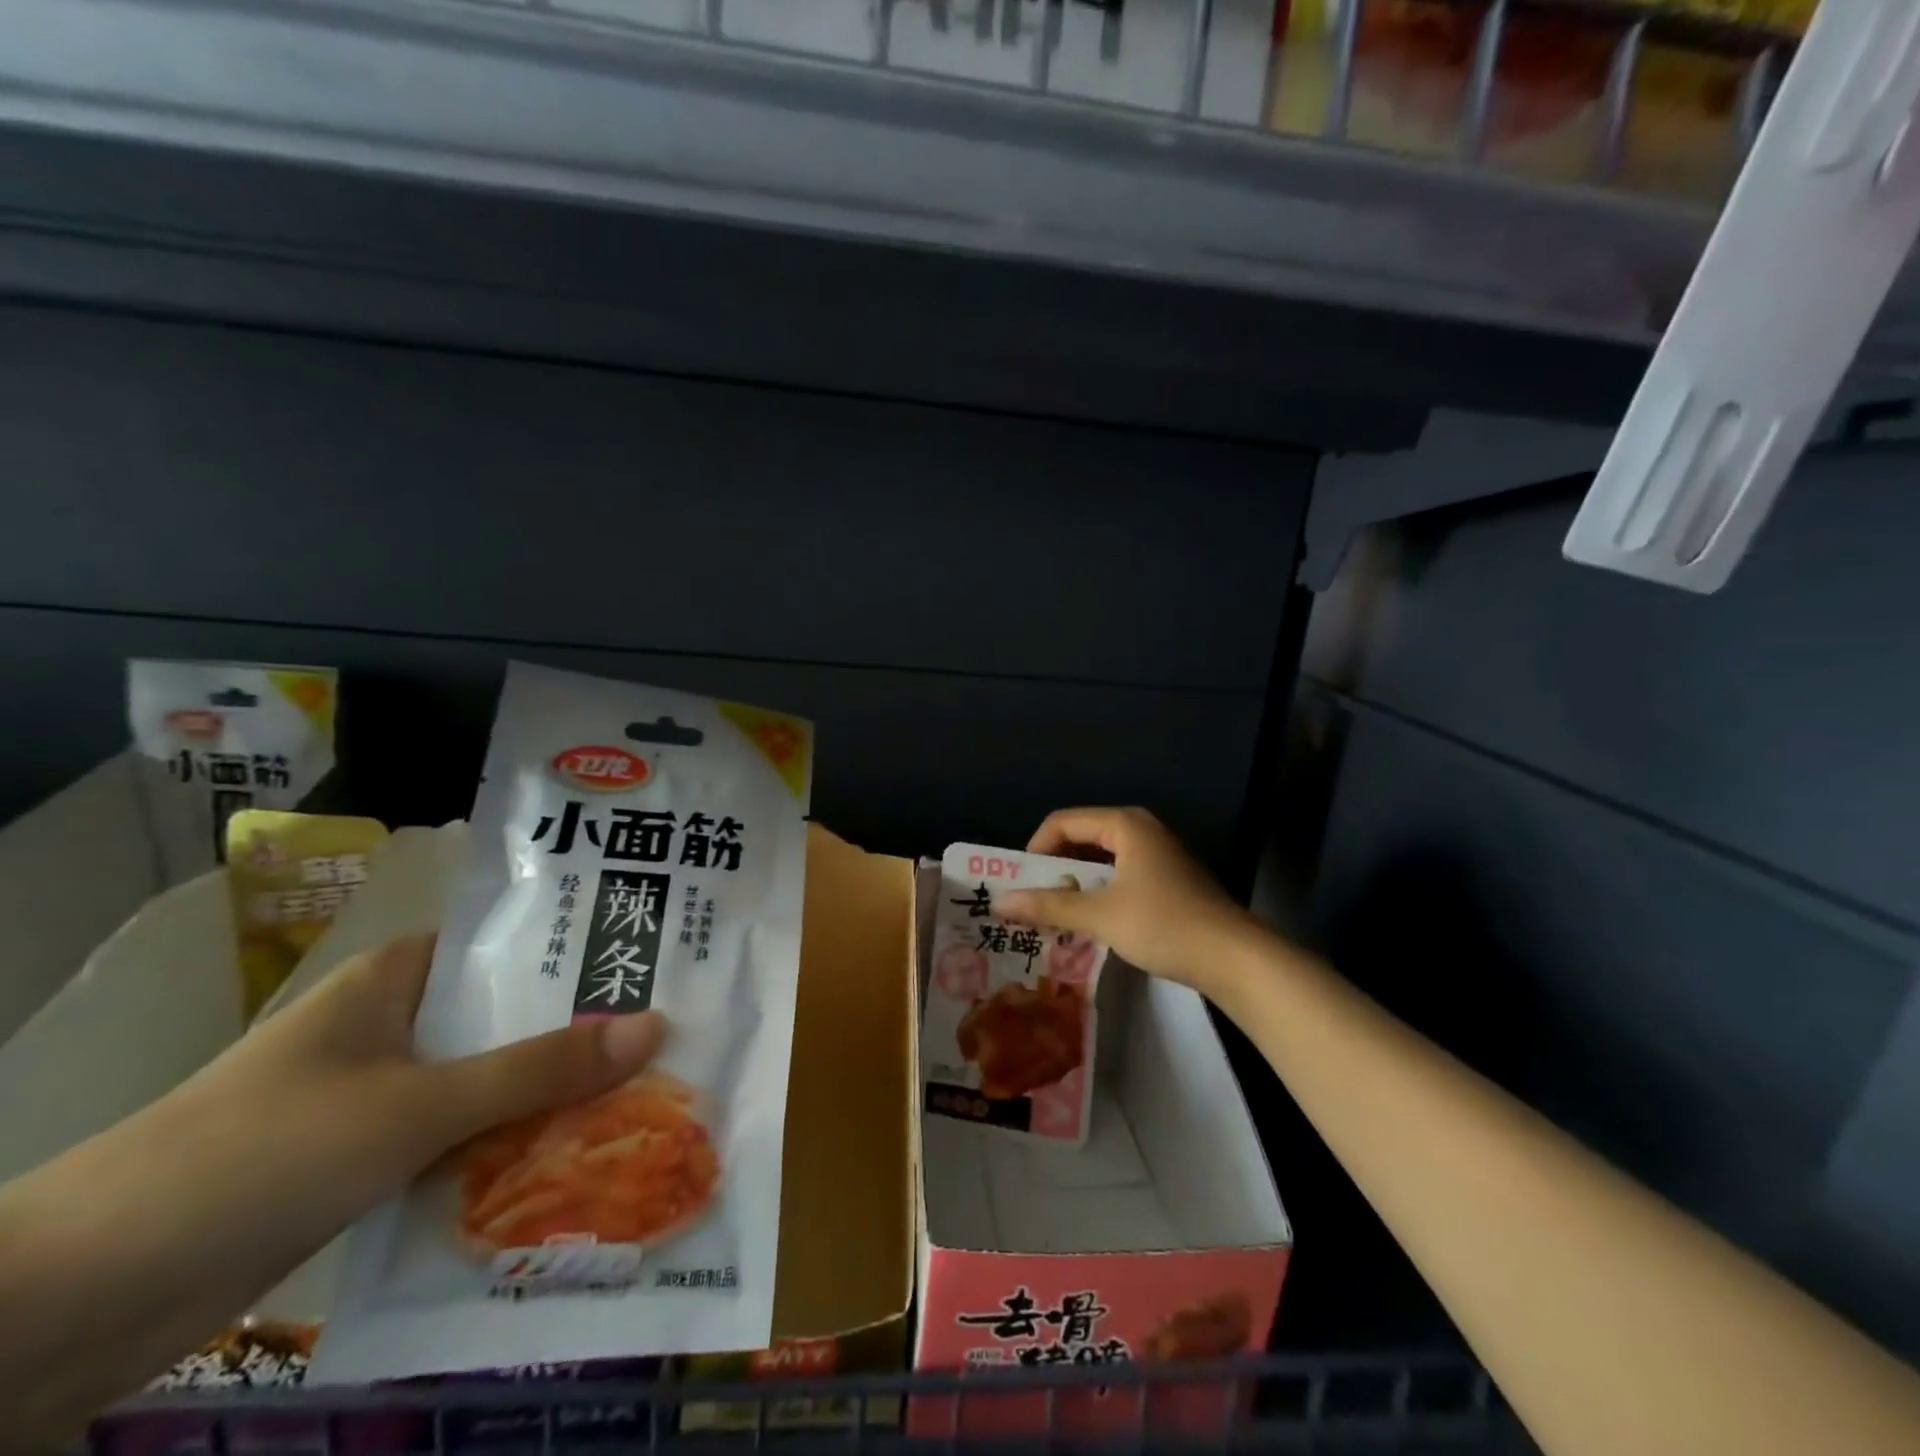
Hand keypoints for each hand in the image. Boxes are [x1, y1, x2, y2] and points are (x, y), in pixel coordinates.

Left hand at [206, 933, 667, 1201]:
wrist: (73, 1301)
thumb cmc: (258, 1155)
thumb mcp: (415, 1106)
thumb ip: (536, 1070)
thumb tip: (656, 1026)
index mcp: (401, 977)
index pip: (514, 945)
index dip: (586, 949)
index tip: (659, 961)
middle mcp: (397, 1024)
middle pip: (510, 1017)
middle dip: (583, 1032)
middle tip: (674, 1033)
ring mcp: (381, 1092)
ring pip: (491, 1081)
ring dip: (552, 1096)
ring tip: (648, 1092)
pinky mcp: (370, 1157)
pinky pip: (464, 1138)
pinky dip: (511, 1146)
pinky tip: (576, 1158)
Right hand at [994, 807, 1257, 996]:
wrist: (1235, 958)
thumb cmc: (1164, 924)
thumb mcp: (1100, 915)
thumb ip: (1049, 906)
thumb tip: (999, 902)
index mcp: (1125, 824)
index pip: (1063, 822)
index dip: (1035, 850)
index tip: (1021, 885)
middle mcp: (1141, 830)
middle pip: (1082, 838)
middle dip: (1055, 868)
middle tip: (1035, 902)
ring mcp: (1159, 855)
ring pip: (1102, 860)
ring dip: (1077, 884)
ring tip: (1057, 915)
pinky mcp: (1169, 880)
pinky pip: (1121, 875)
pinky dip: (1100, 892)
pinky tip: (1093, 922)